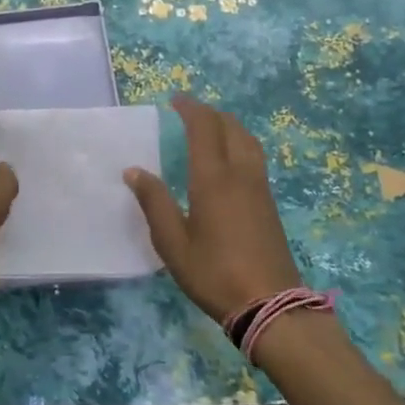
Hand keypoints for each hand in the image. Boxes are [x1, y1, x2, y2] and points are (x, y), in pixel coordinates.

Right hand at [125, 94, 303, 322]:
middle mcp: (241, 174)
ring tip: (210, 128)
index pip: (204, 128)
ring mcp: (260, 188)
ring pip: (248, 141)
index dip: (190, 109)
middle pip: (230, 128)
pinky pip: (255, 157)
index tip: (175, 100)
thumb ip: (154, 202)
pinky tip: (229, 159)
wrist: (270, 304)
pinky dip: (239, 143)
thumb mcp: (172, 243)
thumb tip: (134, 171)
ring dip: (228, 126)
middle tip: (189, 112)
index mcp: (213, 179)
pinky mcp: (269, 203)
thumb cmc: (214, 273)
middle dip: (210, 114)